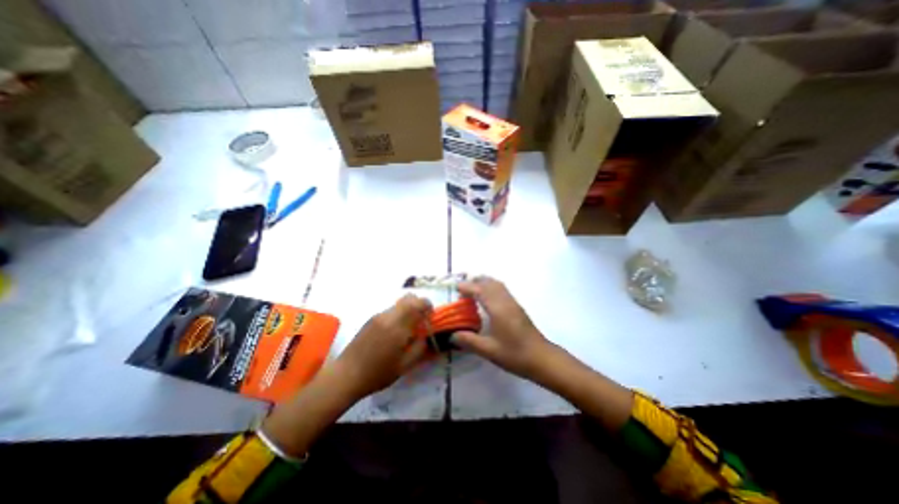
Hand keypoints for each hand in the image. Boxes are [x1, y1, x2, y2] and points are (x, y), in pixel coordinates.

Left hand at [338, 293, 435, 399]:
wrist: (346, 375)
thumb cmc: (378, 373)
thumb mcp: (405, 365)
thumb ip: (419, 347)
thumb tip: (424, 335)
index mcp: (398, 326)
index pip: (417, 304)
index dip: (427, 306)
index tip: (430, 317)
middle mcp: (388, 316)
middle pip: (408, 298)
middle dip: (419, 305)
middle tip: (421, 321)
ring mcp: (378, 316)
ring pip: (399, 303)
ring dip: (408, 310)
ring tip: (407, 330)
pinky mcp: (371, 319)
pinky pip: (390, 310)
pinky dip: (398, 315)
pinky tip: (394, 333)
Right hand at [449, 278, 554, 380]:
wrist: (542, 358)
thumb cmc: (515, 354)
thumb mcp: (489, 350)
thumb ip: (469, 341)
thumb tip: (452, 335)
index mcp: (497, 309)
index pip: (480, 290)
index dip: (467, 287)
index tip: (456, 288)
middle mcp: (505, 301)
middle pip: (489, 283)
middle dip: (475, 282)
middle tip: (462, 290)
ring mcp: (513, 303)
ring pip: (497, 284)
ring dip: (484, 283)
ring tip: (473, 291)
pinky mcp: (518, 307)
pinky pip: (502, 289)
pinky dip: (492, 287)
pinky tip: (488, 299)